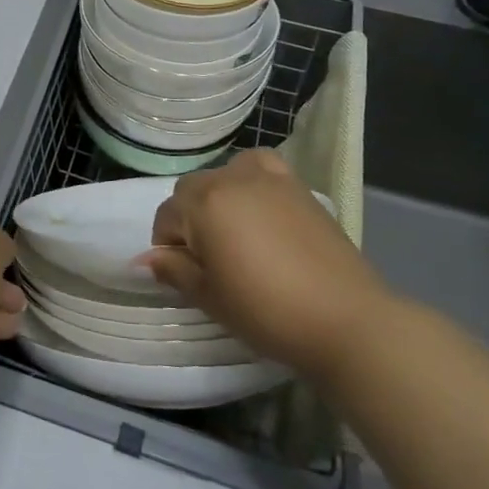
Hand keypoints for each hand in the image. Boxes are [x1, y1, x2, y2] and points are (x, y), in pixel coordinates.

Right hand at [141, 149, 390, 380]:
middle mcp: (231, 178)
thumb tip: (143, 260)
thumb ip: (174, 270)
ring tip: (235, 234)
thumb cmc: (266, 310)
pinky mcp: (298, 187)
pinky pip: (261, 169)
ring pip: (224, 176)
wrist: (346, 319)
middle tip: (210, 260)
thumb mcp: (210, 297)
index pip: (166, 215)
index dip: (167, 246)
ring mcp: (268, 178)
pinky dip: (252, 182)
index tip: (184, 274)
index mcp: (203, 203)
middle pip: (192, 189)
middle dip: (190, 218)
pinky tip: (262, 211)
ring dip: (219, 198)